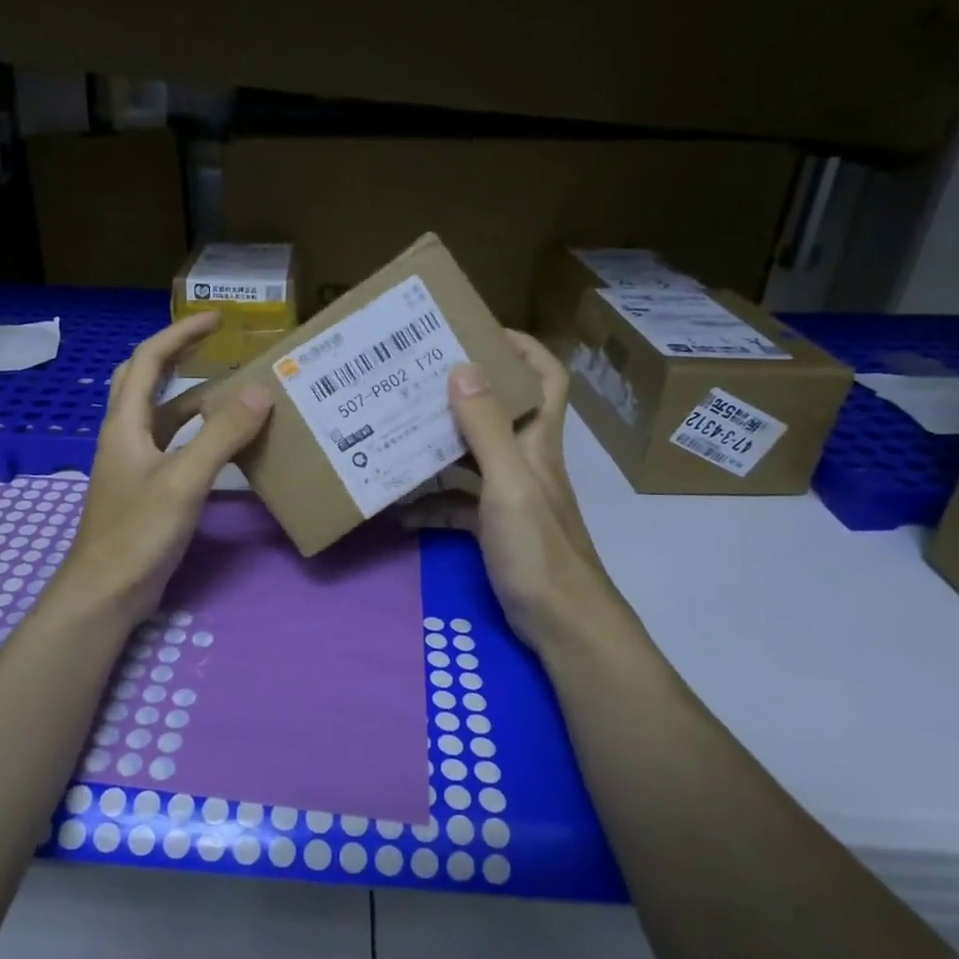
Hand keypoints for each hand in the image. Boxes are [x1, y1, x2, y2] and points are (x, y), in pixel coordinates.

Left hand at [54, 314, 273, 625]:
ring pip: (163, 416)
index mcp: (126, 423)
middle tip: (216, 345)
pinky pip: (174, 446)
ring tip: (234, 391)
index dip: (181, 334)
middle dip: (178, 356)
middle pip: (145, 380)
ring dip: (193, 398)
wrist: (106, 592)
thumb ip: (222, 435)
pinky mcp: (146, 489)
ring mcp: (134, 464)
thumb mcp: (184, 479)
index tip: (217, 319)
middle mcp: (126, 435)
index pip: (148, 360)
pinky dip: (198, 435)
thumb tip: (260, 390)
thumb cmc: (138, 532)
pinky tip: (226, 445)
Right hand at [405, 332, 622, 650]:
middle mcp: (526, 462)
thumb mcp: (509, 485)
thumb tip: (464, 366)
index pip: (546, 378)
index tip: (478, 332)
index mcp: (537, 443)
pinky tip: (401, 511)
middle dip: (462, 393)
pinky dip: (432, 504)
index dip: (522, 348)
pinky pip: (458, 506)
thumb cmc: (539, 551)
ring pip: (472, 459)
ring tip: (396, 434)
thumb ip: (485, 429)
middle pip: (499, 413)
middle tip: (416, 380)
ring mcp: (510, 498)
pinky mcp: (495, 530)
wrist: (563, 626)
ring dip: (439, 447)